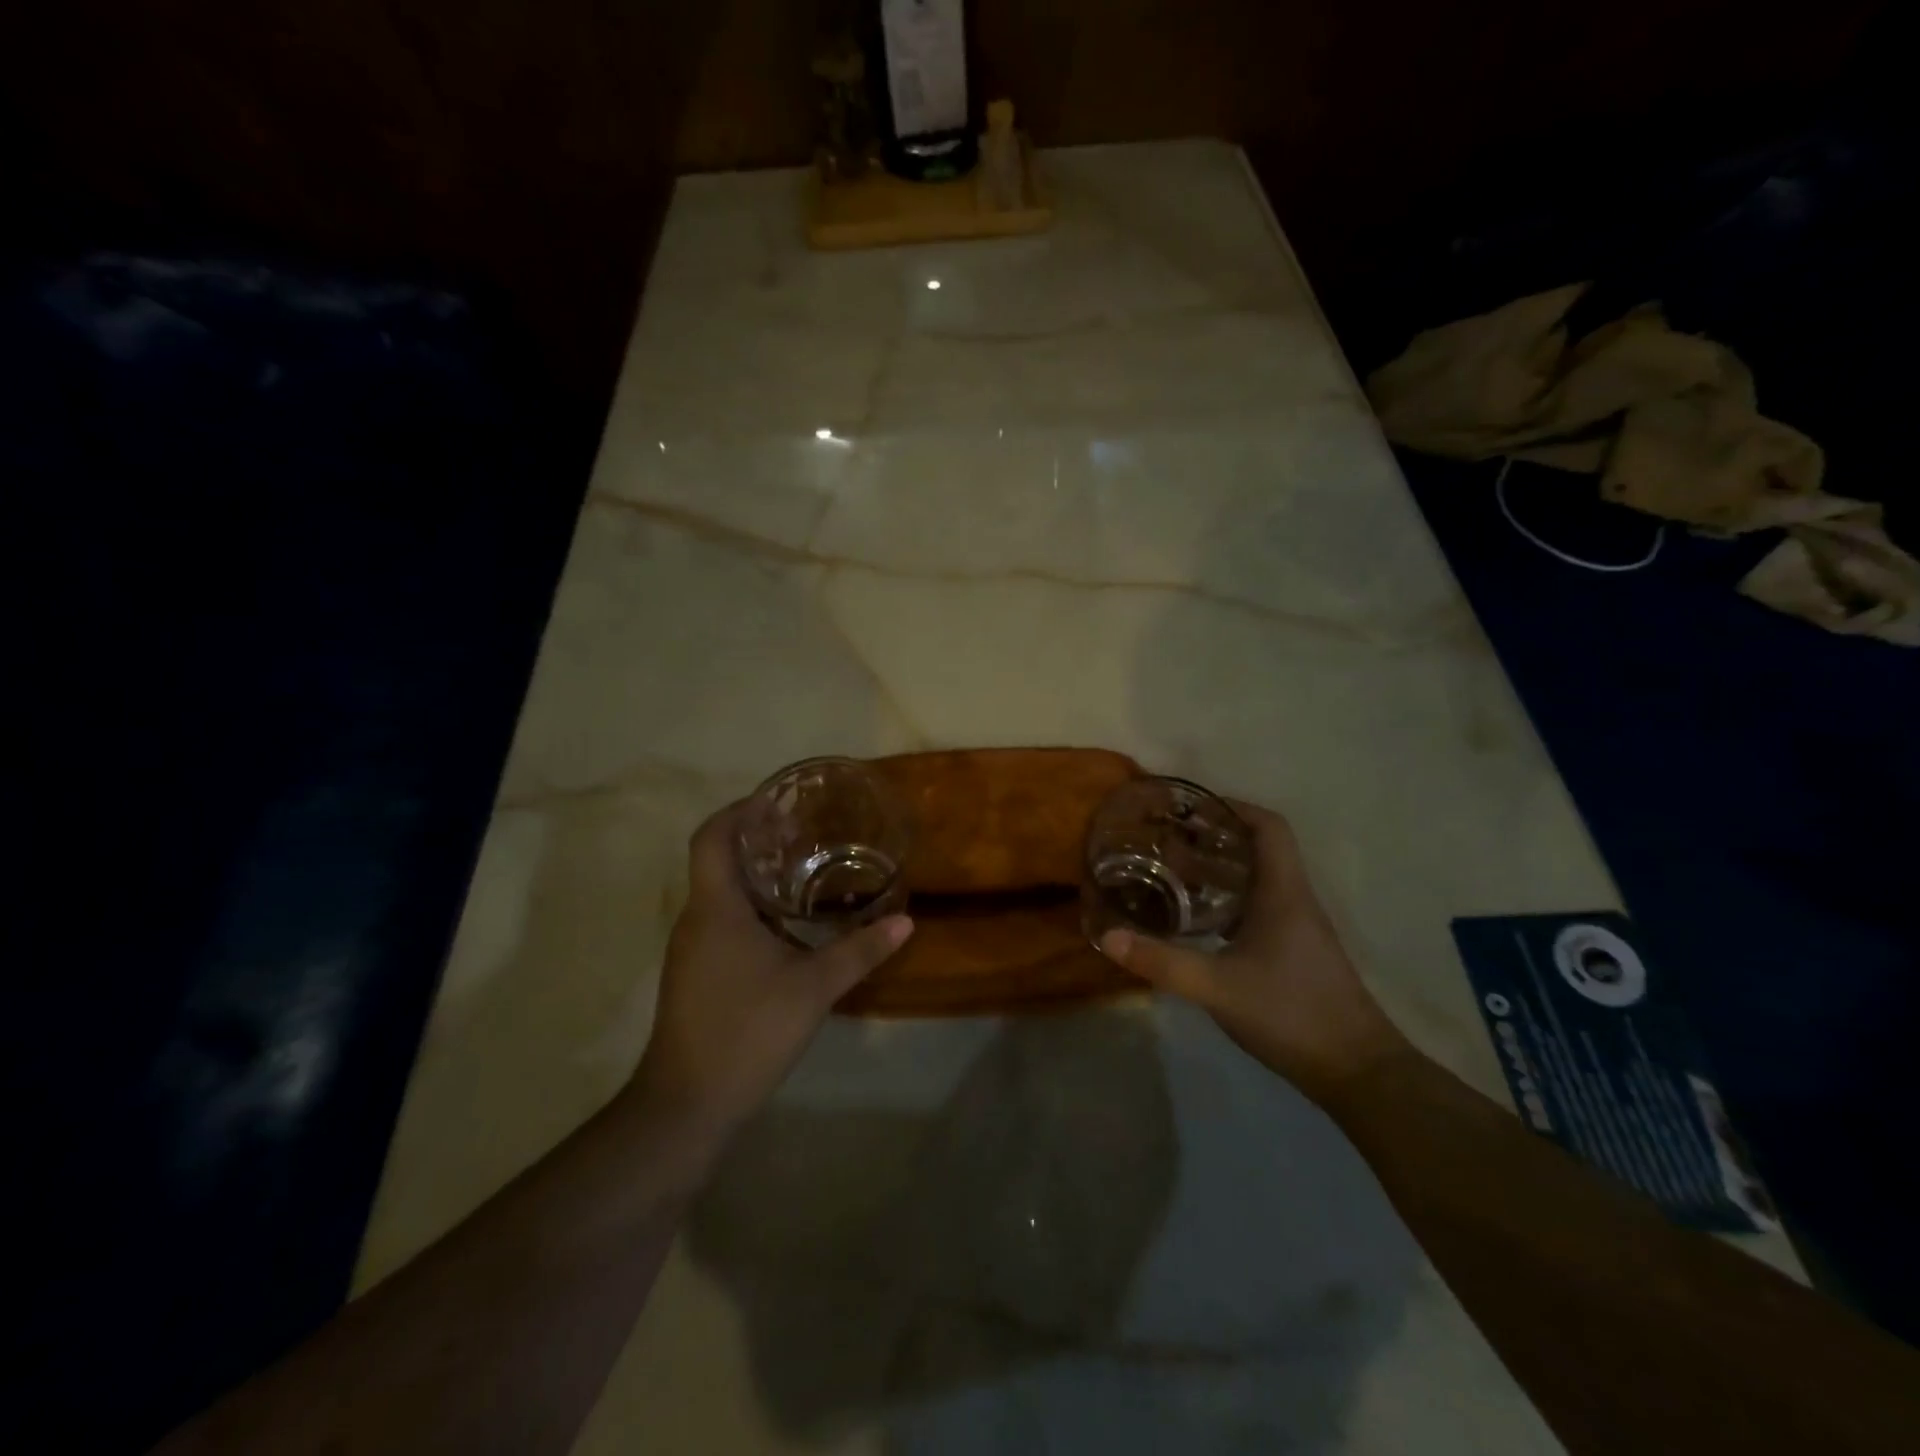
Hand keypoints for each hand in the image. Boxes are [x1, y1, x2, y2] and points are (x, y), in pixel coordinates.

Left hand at [629, 802, 913, 1140]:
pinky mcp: (696, 974)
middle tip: (807, 833)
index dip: (741, 810)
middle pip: (718, 860)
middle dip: (758, 840)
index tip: (779, 802)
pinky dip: (752, 909)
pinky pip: (721, 922)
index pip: (713, 836)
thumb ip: (860, 950)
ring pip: (721, 894)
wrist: (687, 1105)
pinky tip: (788, 926)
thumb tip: (905, 921)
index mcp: (716, 908)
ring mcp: (691, 949)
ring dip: (757, 876)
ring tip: (805, 872)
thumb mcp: (814, 988)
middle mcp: (696, 919)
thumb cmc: (747, 1031)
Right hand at [1097, 800, 1410, 1104]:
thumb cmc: (1292, 1014)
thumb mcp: (1218, 987)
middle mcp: (1294, 901)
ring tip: (1173, 873)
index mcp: (1284, 893)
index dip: (1233, 808)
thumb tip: (1109, 936)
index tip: (1191, 809)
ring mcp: (1298, 928)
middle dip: (1213, 839)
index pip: (1269, 827)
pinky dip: (1227, 902)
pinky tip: (1198, 921)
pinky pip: (1258, 908)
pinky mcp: (1295, 953)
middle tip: (1167, 842)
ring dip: (1219, 871)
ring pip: (1258, 880)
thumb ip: (1163, 961)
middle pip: (1258, 850)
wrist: (1358, 1072)